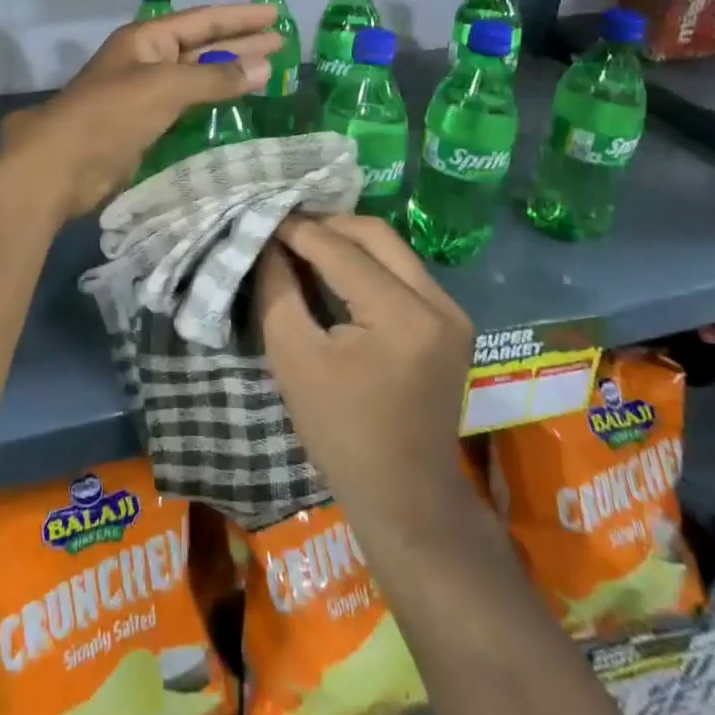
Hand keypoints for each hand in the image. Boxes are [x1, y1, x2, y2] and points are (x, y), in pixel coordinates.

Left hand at [0, 4, 281, 219]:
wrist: (62, 165)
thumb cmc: (111, 114)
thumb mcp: (166, 87)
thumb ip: (215, 78)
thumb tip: (263, 66)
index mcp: (146, 39)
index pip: (202, 20)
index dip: (239, 17)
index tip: (275, 15)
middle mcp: (147, 60)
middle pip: (202, 46)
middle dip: (240, 43)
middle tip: (282, 43)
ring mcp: (145, 93)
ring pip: (196, 77)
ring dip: (230, 75)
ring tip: (268, 72)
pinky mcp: (146, 125)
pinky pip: (187, 106)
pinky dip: (213, 103)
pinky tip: (236, 106)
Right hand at [255, 215, 475, 533]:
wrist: (405, 496)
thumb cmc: (340, 432)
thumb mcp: (292, 357)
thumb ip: (278, 288)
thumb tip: (269, 240)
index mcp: (402, 316)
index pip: (340, 249)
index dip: (296, 229)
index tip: (262, 218)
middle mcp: (438, 302)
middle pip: (374, 234)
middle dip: (324, 224)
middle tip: (282, 229)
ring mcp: (452, 310)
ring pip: (390, 247)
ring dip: (345, 240)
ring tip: (302, 245)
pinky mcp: (452, 320)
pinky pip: (402, 269)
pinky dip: (366, 261)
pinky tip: (334, 270)